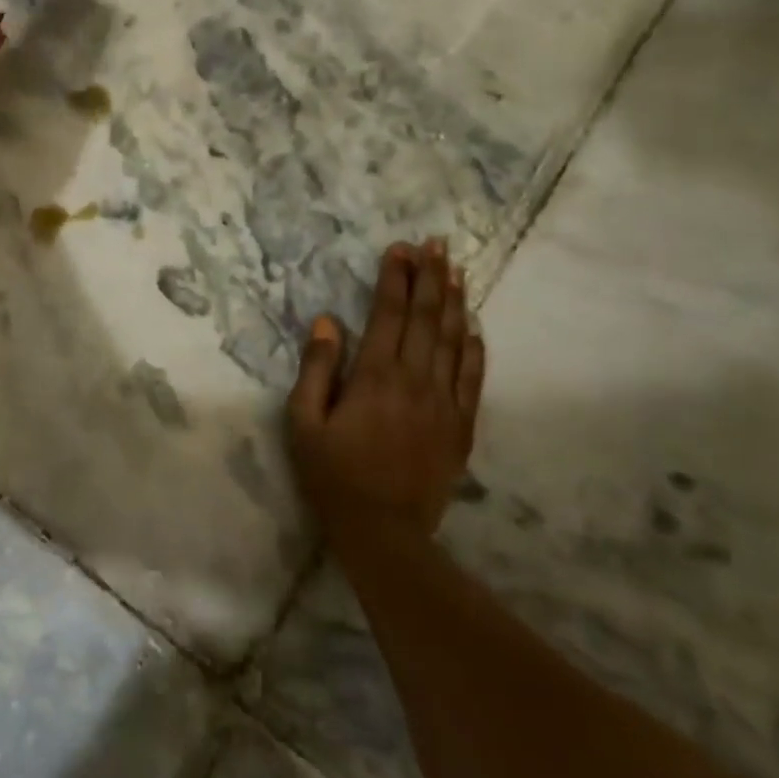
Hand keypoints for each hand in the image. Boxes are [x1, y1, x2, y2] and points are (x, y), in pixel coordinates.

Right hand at [287, 239, 485, 536]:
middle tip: (434, 244)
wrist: (384, 533)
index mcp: (374, 376)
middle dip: (428, 277)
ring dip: (453, 302)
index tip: (399, 249)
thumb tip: (327, 321)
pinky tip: (474, 327)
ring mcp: (443, 403)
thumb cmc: (333, 475)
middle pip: (424, 318)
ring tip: (455, 270)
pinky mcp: (460, 427)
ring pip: (452, 341)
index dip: (394, 278)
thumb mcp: (304, 422)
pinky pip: (472, 379)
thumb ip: (316, 368)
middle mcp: (414, 380)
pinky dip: (474, 349)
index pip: (387, 314)